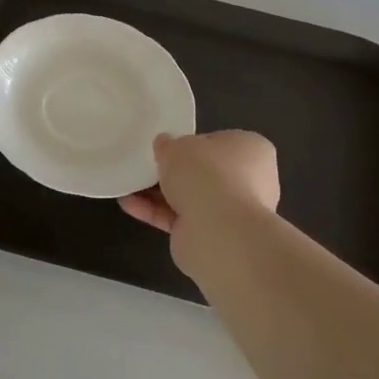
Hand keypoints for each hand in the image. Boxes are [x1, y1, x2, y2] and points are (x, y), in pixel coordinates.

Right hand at [120, 130, 280, 274]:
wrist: (218, 231)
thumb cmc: (206, 174)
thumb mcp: (177, 146)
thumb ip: (168, 144)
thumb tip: (165, 145)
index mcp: (252, 150)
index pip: (219, 142)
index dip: (192, 144)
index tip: (168, 146)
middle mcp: (250, 181)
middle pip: (204, 172)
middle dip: (174, 172)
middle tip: (146, 166)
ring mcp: (232, 211)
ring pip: (190, 197)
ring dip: (159, 194)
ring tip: (127, 186)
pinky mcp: (213, 236)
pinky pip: (180, 218)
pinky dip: (155, 212)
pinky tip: (129, 205)